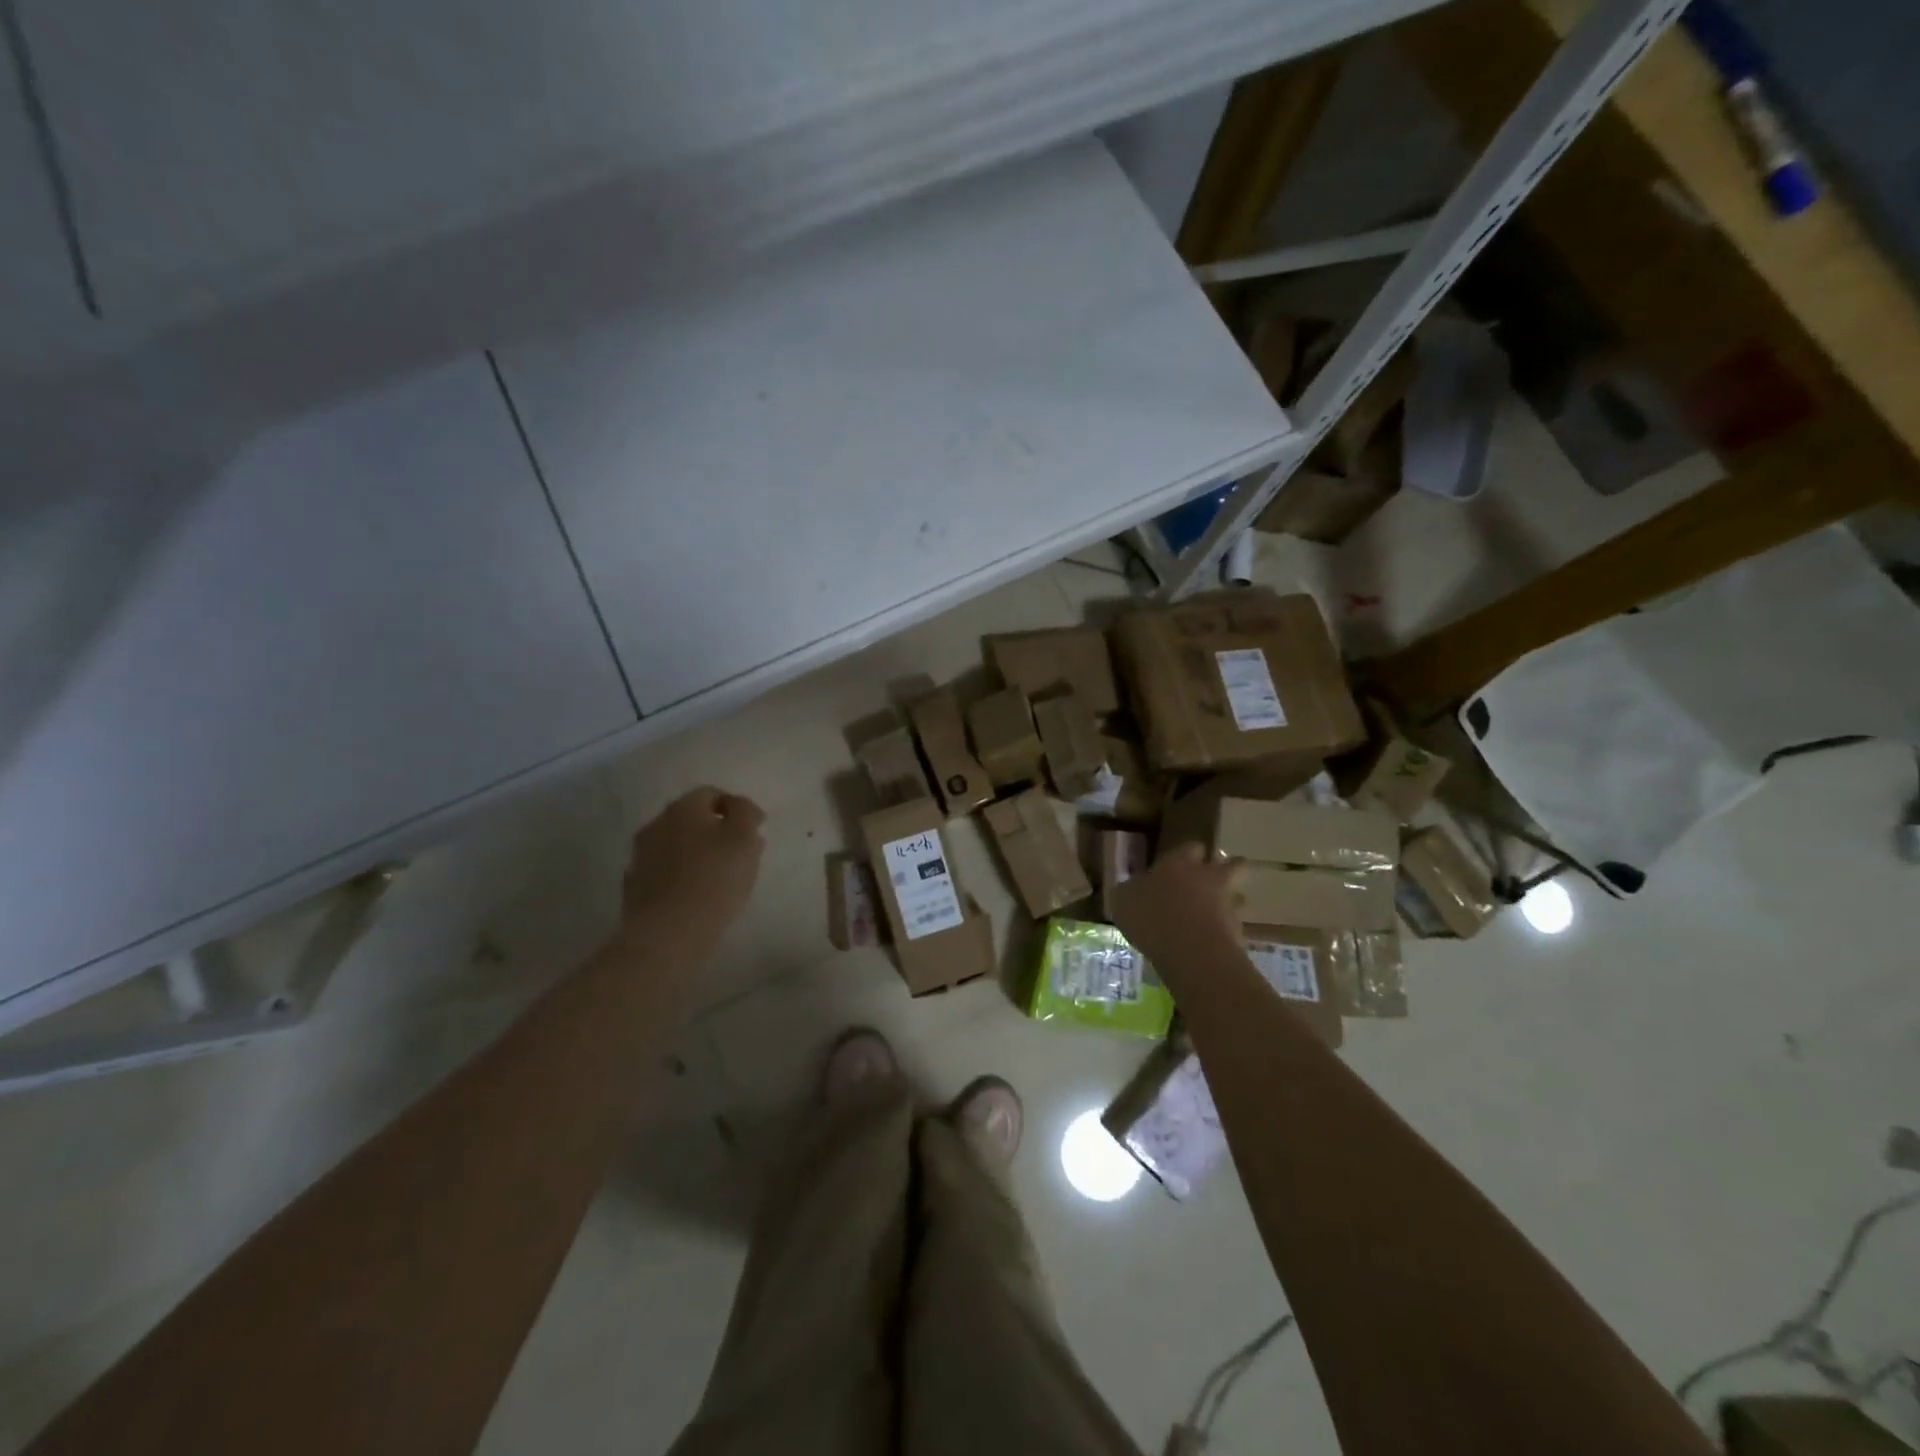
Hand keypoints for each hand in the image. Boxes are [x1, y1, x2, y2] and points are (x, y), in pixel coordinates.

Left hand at [617, 787, 766, 962]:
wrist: (667, 935)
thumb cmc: (713, 880)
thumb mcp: (744, 839)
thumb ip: (746, 814)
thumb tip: (740, 807)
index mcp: (683, 808)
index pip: (711, 794)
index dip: (737, 808)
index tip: (756, 830)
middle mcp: (656, 825)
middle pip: (692, 819)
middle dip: (716, 831)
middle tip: (740, 853)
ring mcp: (641, 857)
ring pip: (677, 846)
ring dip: (698, 854)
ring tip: (721, 877)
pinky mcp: (635, 887)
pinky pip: (665, 872)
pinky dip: (682, 876)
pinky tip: (697, 895)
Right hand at [1109, 842, 1243, 972]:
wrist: (1190, 950)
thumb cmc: (1151, 916)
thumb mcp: (1123, 900)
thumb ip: (1131, 890)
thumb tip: (1132, 888)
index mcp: (1178, 863)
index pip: (1191, 847)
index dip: (1189, 854)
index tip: (1185, 861)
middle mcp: (1207, 877)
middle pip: (1232, 864)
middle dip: (1226, 869)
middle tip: (1213, 880)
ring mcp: (1228, 903)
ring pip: (1238, 896)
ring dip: (1230, 903)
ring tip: (1215, 916)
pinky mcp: (1239, 932)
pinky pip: (1235, 927)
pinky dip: (1227, 932)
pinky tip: (1212, 944)